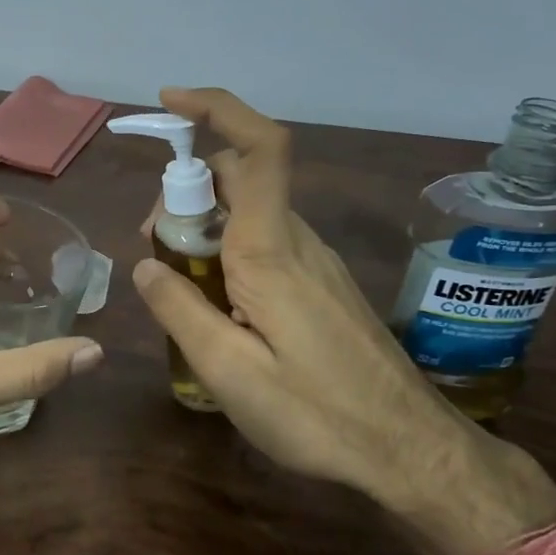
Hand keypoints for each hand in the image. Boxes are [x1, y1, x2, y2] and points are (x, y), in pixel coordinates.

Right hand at [128, 87, 478, 513]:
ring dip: (203, 228)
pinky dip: (226, 251)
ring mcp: (313, 259)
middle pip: (238, 176)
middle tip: (154, 250)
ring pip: (247, 212)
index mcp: (270, 250)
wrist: (411, 451)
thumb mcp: (228, 370)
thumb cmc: (317, 414)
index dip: (216, 108)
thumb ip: (179, 309)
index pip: (257, 149)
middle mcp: (295, 240)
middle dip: (185, 193)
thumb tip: (145, 265)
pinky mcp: (320, 282)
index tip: (169, 103)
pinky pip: (264, 242)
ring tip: (178, 287)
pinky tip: (216, 306)